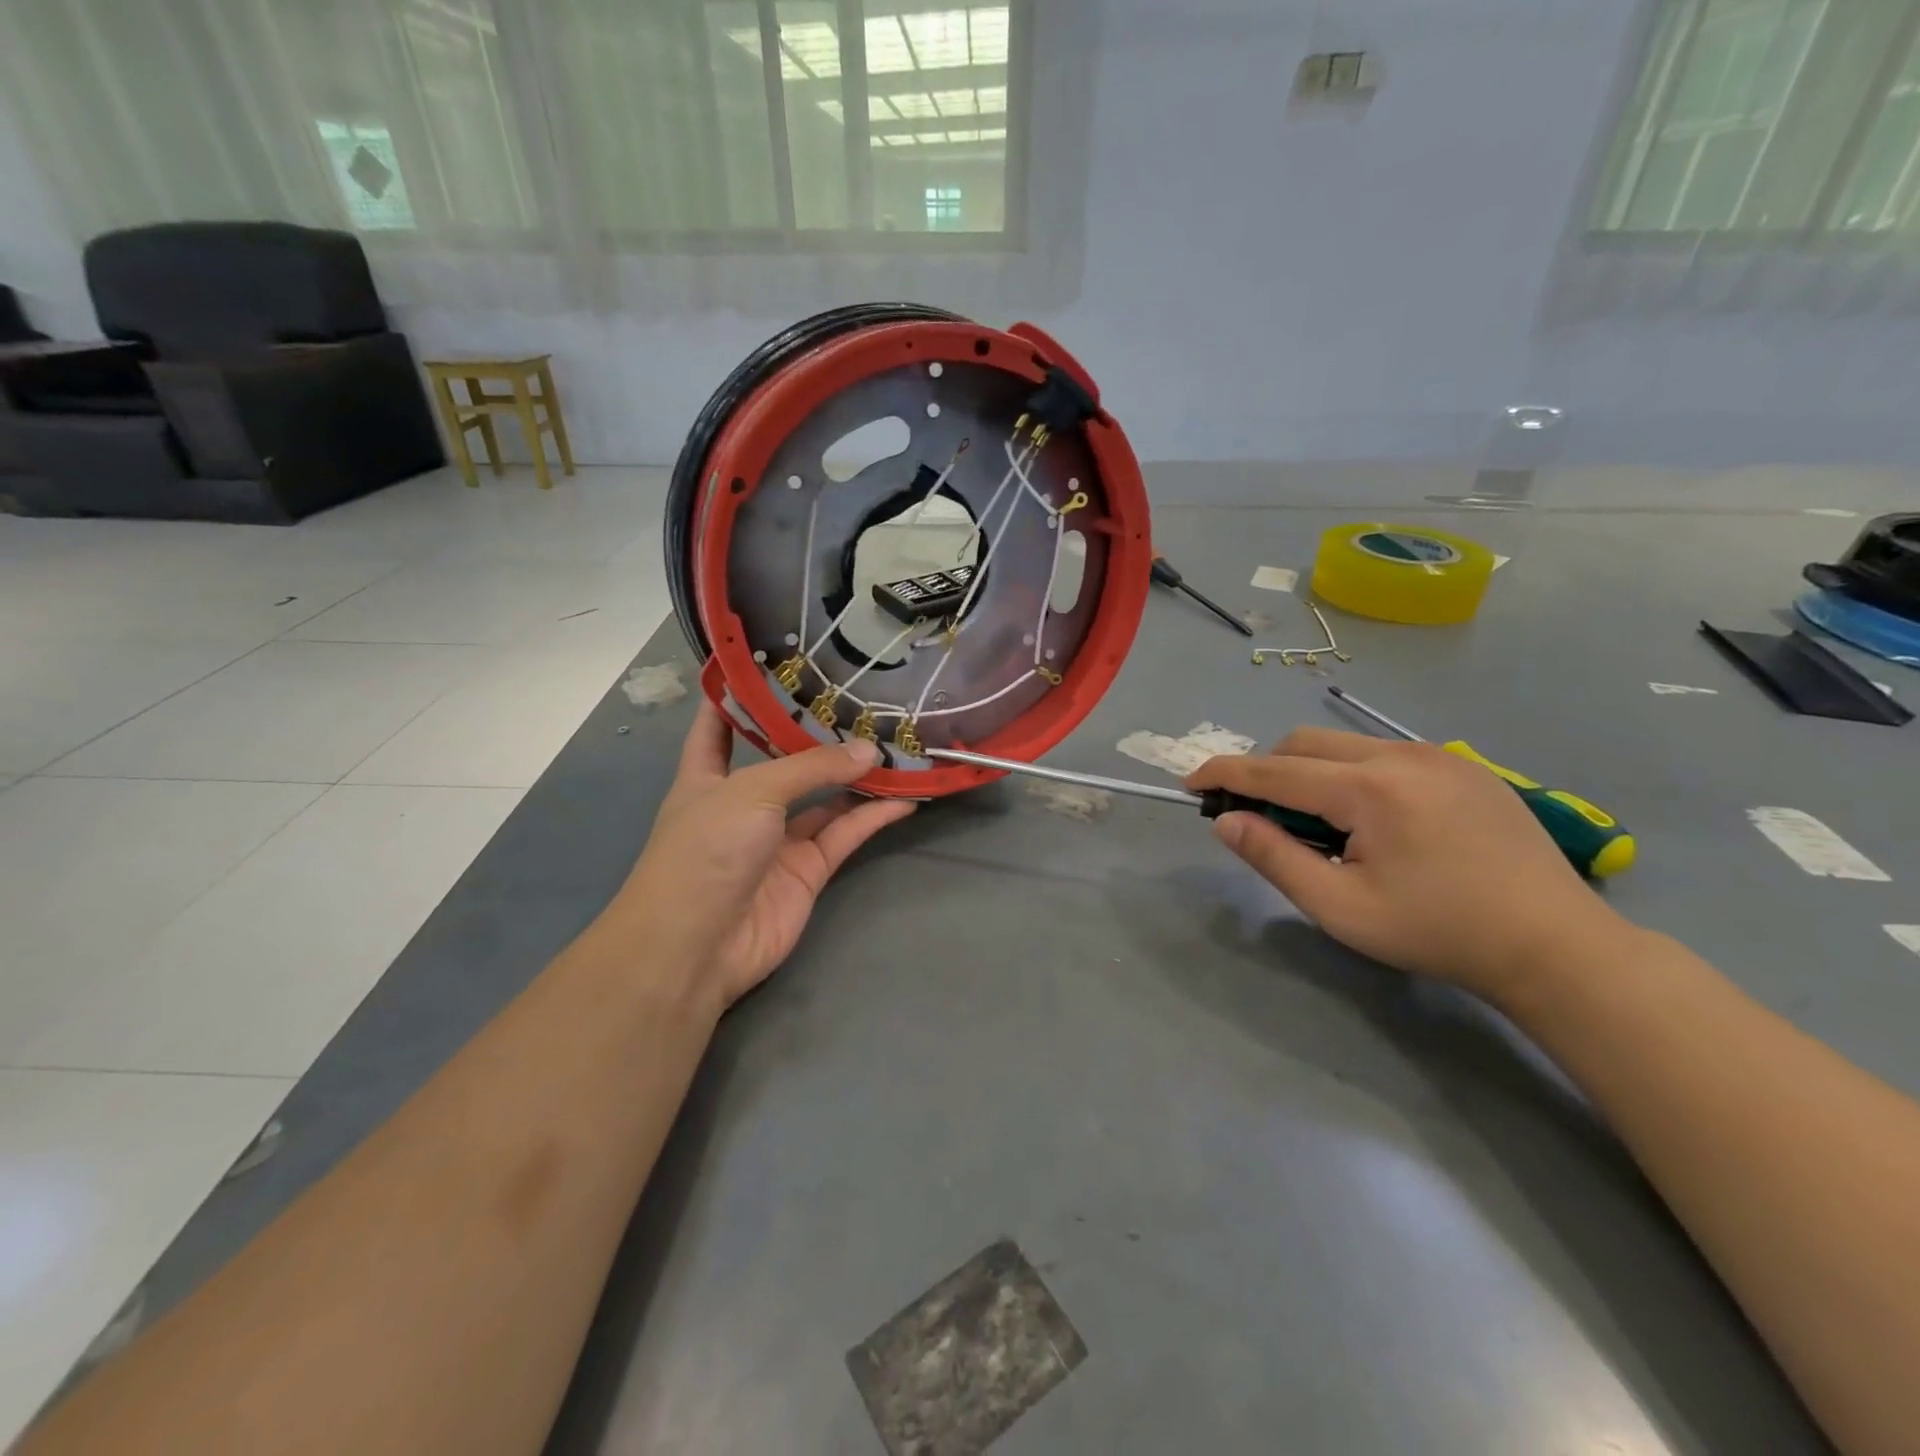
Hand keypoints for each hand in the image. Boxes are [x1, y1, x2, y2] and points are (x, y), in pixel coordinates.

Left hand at [617, 702, 916, 1011]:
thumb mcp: (753, 792)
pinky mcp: (808, 871)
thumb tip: (870, 750)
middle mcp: (743, 804)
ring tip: (895, 745)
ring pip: (824, 798)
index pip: (716, 727)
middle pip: (784, 761)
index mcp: (706, 777)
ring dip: (856, 777)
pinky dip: (873, 817)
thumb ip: (813, 768)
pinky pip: (845, 835)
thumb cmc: (706, 849)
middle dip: (817, 736)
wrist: (698, 945)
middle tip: (860, 703)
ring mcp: (777, 840)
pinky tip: (905, 796)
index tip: (766, 666)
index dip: (734, 697)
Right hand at [1186, 727, 1622, 1001]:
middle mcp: (1400, 754)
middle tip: (1261, 818)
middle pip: (1305, 744)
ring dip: (1311, 773)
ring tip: (1322, 827)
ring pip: (1345, 744)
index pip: (1273, 770)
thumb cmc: (1437, 932)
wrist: (1555, 946)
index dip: (1224, 774)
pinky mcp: (1464, 766)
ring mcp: (1438, 755)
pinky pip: (1384, 754)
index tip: (1190, 784)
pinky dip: (1353, 774)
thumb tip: (1226, 822)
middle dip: (1268, 772)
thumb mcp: (1340, 907)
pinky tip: (1373, 821)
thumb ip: (1274, 858)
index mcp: (1368, 789)